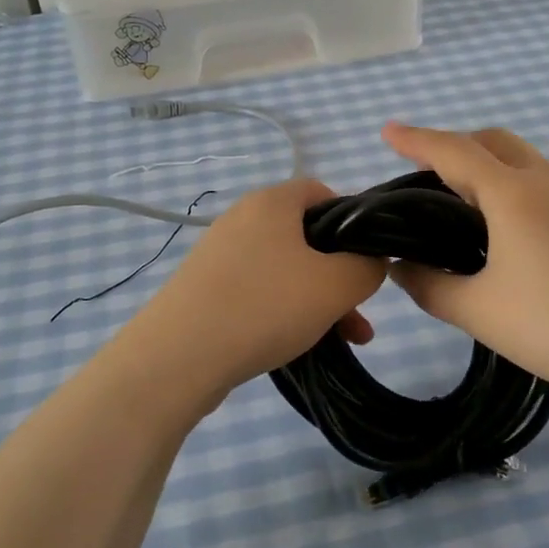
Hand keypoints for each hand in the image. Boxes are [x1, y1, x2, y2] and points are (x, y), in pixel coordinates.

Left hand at [115, 178, 386, 405]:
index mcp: (271, 202)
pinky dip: (284, 311)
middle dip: (339, 272)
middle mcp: (242, 219)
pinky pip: (258, 291)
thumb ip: (367, 266)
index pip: (321, 191)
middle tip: (360, 309)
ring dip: (318, 299)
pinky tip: (301, 345)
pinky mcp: (206, 288)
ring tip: (345, 339)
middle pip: (306, 236)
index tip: (367, 258)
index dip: (352, 220)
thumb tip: (371, 262)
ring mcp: (220, 254)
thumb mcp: (336, 285)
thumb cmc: (264, 306)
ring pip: (285, 269)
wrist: (177, 357)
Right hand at [381, 123, 548, 417]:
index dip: (417, 139)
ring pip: (537, 170)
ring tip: (489, 228)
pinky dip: (541, 206)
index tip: (389, 131)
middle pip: (498, 143)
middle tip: (435, 174)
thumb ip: (431, 287)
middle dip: (461, 146)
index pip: (454, 152)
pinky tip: (547, 255)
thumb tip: (402, 269)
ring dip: (503, 180)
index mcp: (515, 196)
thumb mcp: (481, 313)